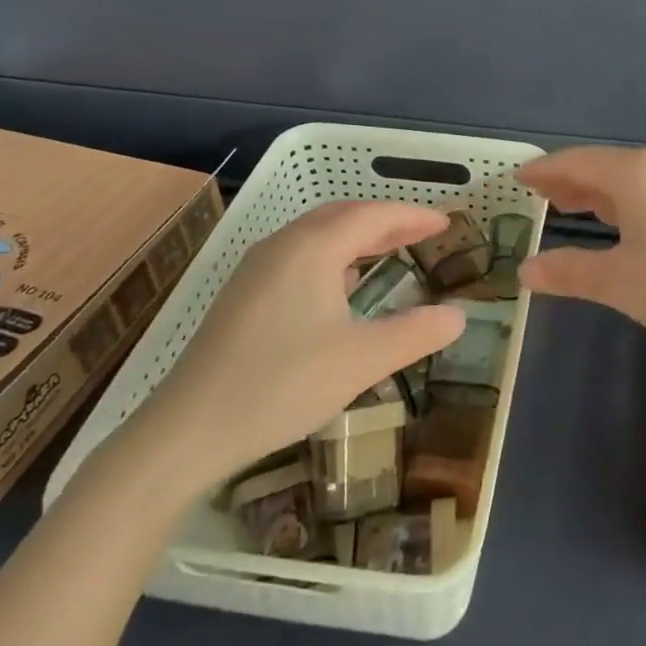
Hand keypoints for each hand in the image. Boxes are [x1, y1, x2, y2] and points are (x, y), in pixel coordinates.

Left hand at [111, 201, 464, 502]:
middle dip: (386, 220)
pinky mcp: (242, 293)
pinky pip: (299, 254)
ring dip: (357, 236)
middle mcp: (283, 245)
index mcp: (313, 248)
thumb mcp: (361, 360)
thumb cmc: (281, 385)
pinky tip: (340, 285)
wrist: (186, 430)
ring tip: (389, 250)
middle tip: (422, 232)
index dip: (413, 216)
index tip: (446, 223)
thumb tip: (459, 316)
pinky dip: (333, 254)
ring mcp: (256, 268)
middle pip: (343, 216)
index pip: (373, 215)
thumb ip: (415, 334)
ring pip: (317, 234)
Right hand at [517, 147, 645, 351]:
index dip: (544, 169)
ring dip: (597, 190)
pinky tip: (619, 221)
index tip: (518, 177)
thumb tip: (524, 269)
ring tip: (569, 207)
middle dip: (568, 180)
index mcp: (635, 174)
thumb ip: (568, 272)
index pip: (576, 162)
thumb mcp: (620, 283)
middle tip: (538, 195)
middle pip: (603, 165)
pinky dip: (623, 199)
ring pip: (629, 177)